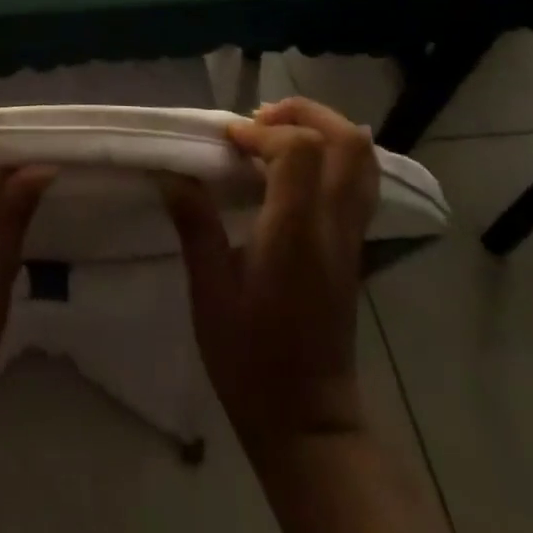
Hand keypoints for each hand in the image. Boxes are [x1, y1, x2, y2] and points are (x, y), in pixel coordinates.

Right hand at [161, 97, 379, 453]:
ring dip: (321, 128)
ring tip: (274, 132)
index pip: (301, 151)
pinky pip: (359, 180)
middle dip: (303, 113)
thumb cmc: (250, 358)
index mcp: (296, 235)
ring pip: (362, 157)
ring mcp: (352, 236)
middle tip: (257, 119)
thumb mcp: (209, 292)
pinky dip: (332, 152)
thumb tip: (170, 172)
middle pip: (347, 142)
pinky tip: (292, 164)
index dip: (262, 130)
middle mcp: (334, 227)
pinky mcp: (354, 246)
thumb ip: (195, 224)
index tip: (226, 139)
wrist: (307, 419)